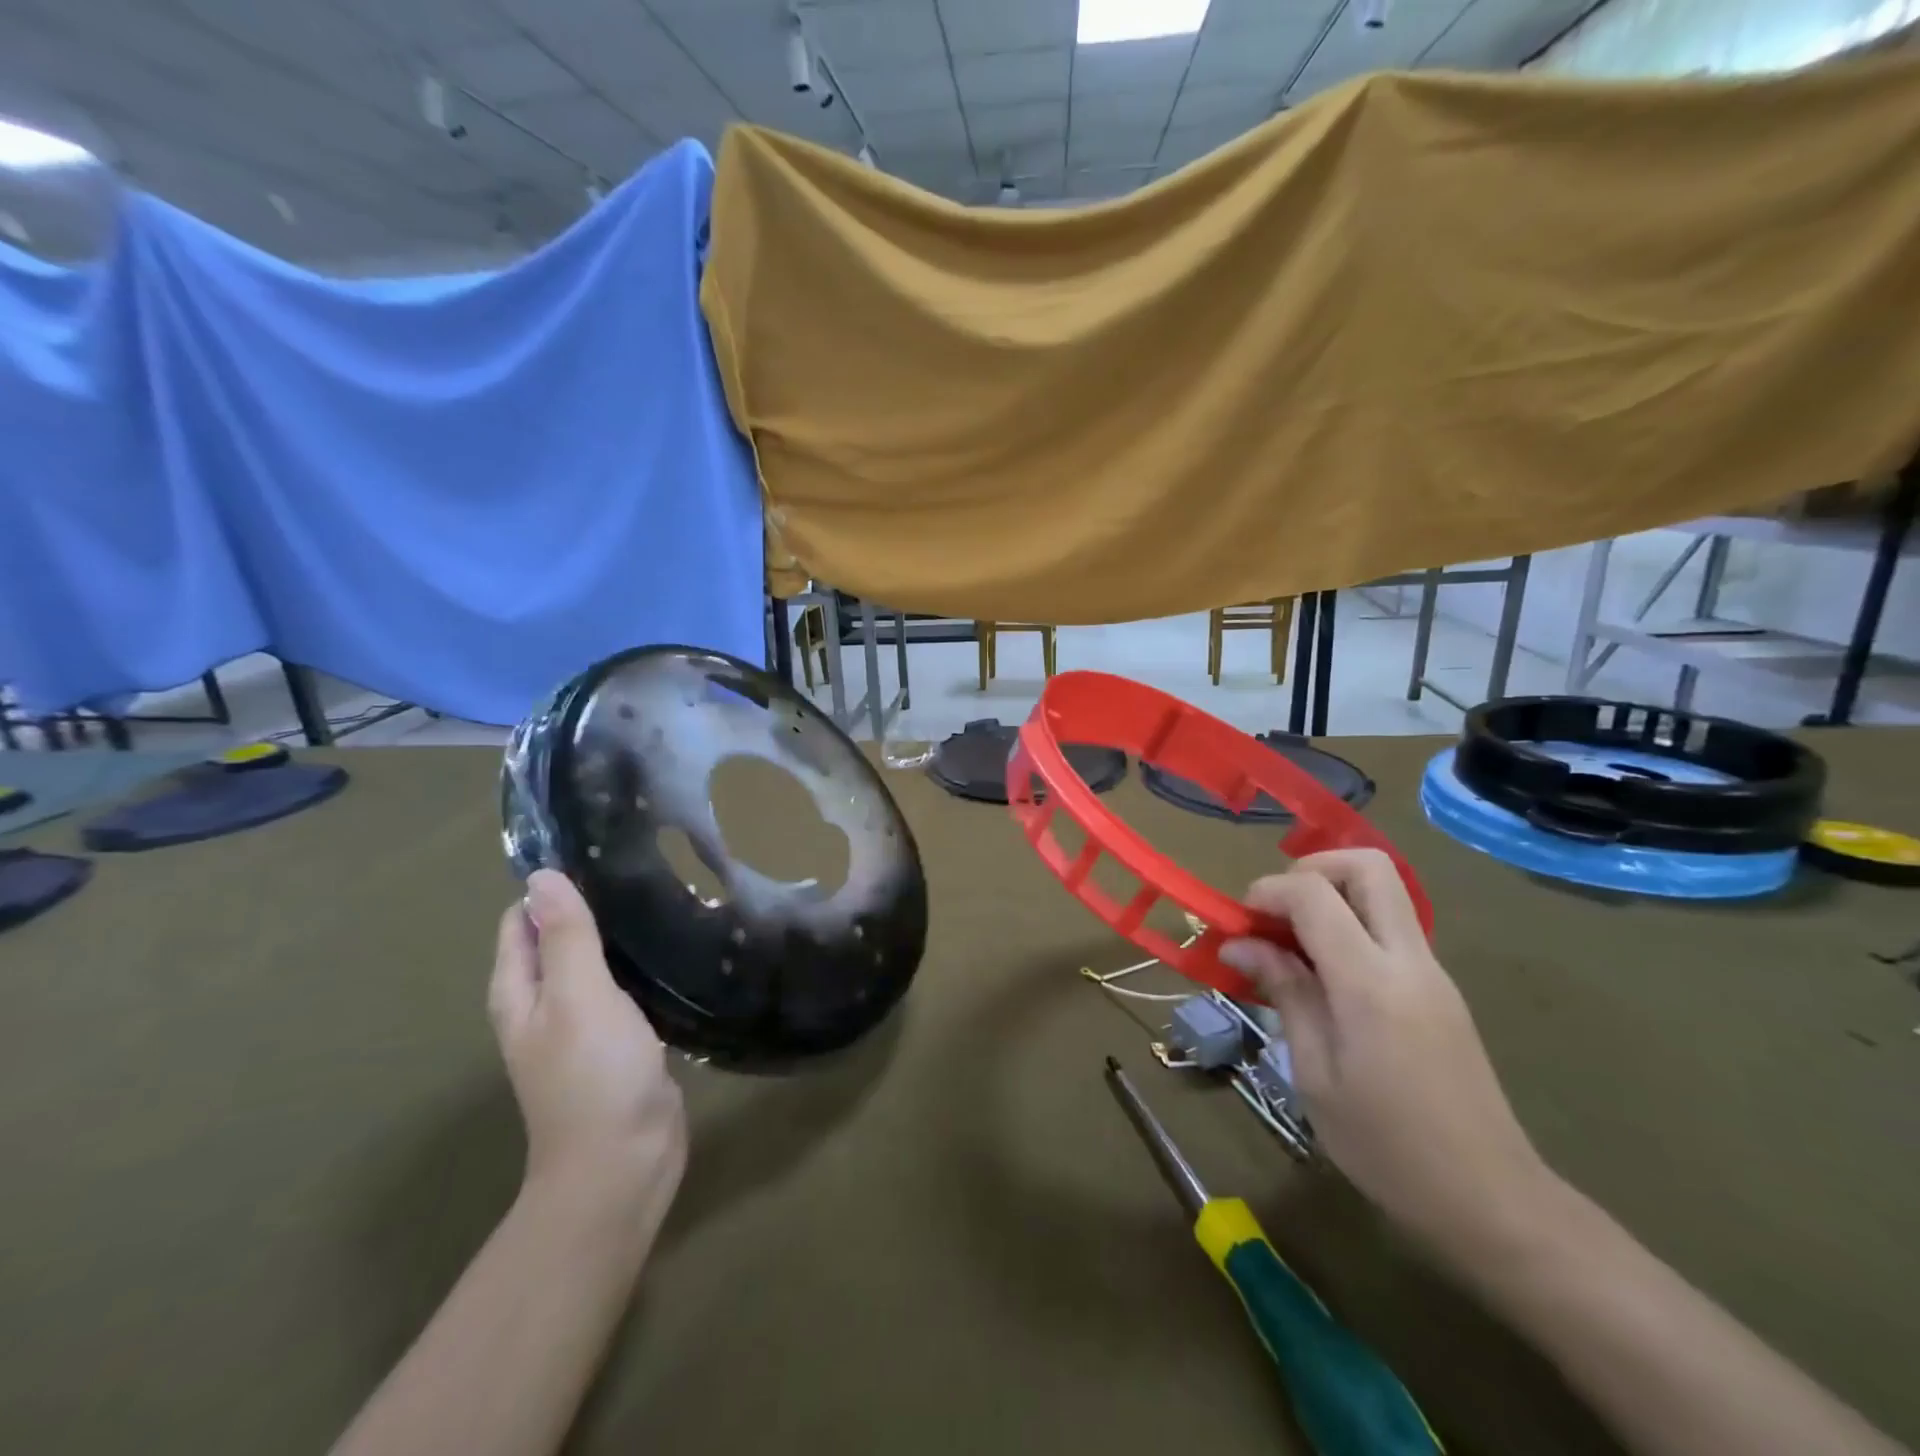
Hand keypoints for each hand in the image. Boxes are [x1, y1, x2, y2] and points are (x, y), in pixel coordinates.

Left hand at [489, 870, 686, 1238]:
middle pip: (560, 938)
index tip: (601, 855)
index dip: (553, 887)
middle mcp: (545, 1004)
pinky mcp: (621, 1039)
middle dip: (593, 905)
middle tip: (644, 869)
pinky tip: (673, 946)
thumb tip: (542, 875)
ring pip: (597, 962)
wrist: (624, 1162)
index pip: (523, 921)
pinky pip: (625, 988)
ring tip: (665, 896)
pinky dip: (641, 964)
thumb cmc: (593, 1074)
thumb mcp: (578, 996)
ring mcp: (584, 1024)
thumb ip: (565, 936)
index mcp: (520, 992)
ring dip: (620, 935)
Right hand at [1220, 850, 1553, 1265]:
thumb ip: (1285, 994)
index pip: (1314, 894)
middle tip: (1274, 911)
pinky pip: (1390, 925)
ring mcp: (1432, 971)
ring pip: (1383, 891)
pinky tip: (1322, 973)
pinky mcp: (1440, 988)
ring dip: (1330, 895)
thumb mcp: (1315, 1075)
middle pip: (1367, 866)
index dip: (1267, 891)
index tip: (1238, 923)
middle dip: (1310, 870)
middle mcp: (1408, 960)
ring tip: (1290, 943)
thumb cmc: (1387, 1148)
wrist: (1493, 1202)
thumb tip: (1241, 943)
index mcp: (1371, 983)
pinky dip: (1349, 923)